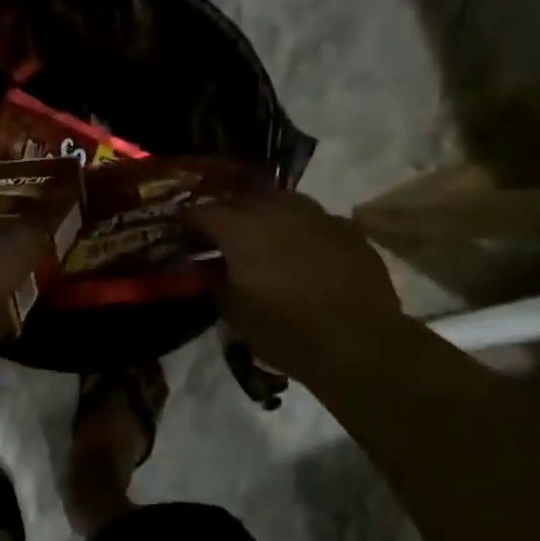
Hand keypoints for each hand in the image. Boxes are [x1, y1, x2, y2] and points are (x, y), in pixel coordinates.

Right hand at [186, 191, 403, 369]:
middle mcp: (277, 212)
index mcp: (240, 230)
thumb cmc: (284, 331)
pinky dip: (300, 229)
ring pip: (282, 201)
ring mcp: (318, 216)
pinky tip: (301, 249)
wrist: (357, 341)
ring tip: (261, 235)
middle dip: (226, 213)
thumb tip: (207, 267)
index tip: (182, 234)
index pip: (202, 211)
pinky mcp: (348, 230)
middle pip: (242, 199)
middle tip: (219, 234)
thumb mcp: (233, 313)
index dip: (188, 221)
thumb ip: (214, 282)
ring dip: (265, 214)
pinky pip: (315, 219)